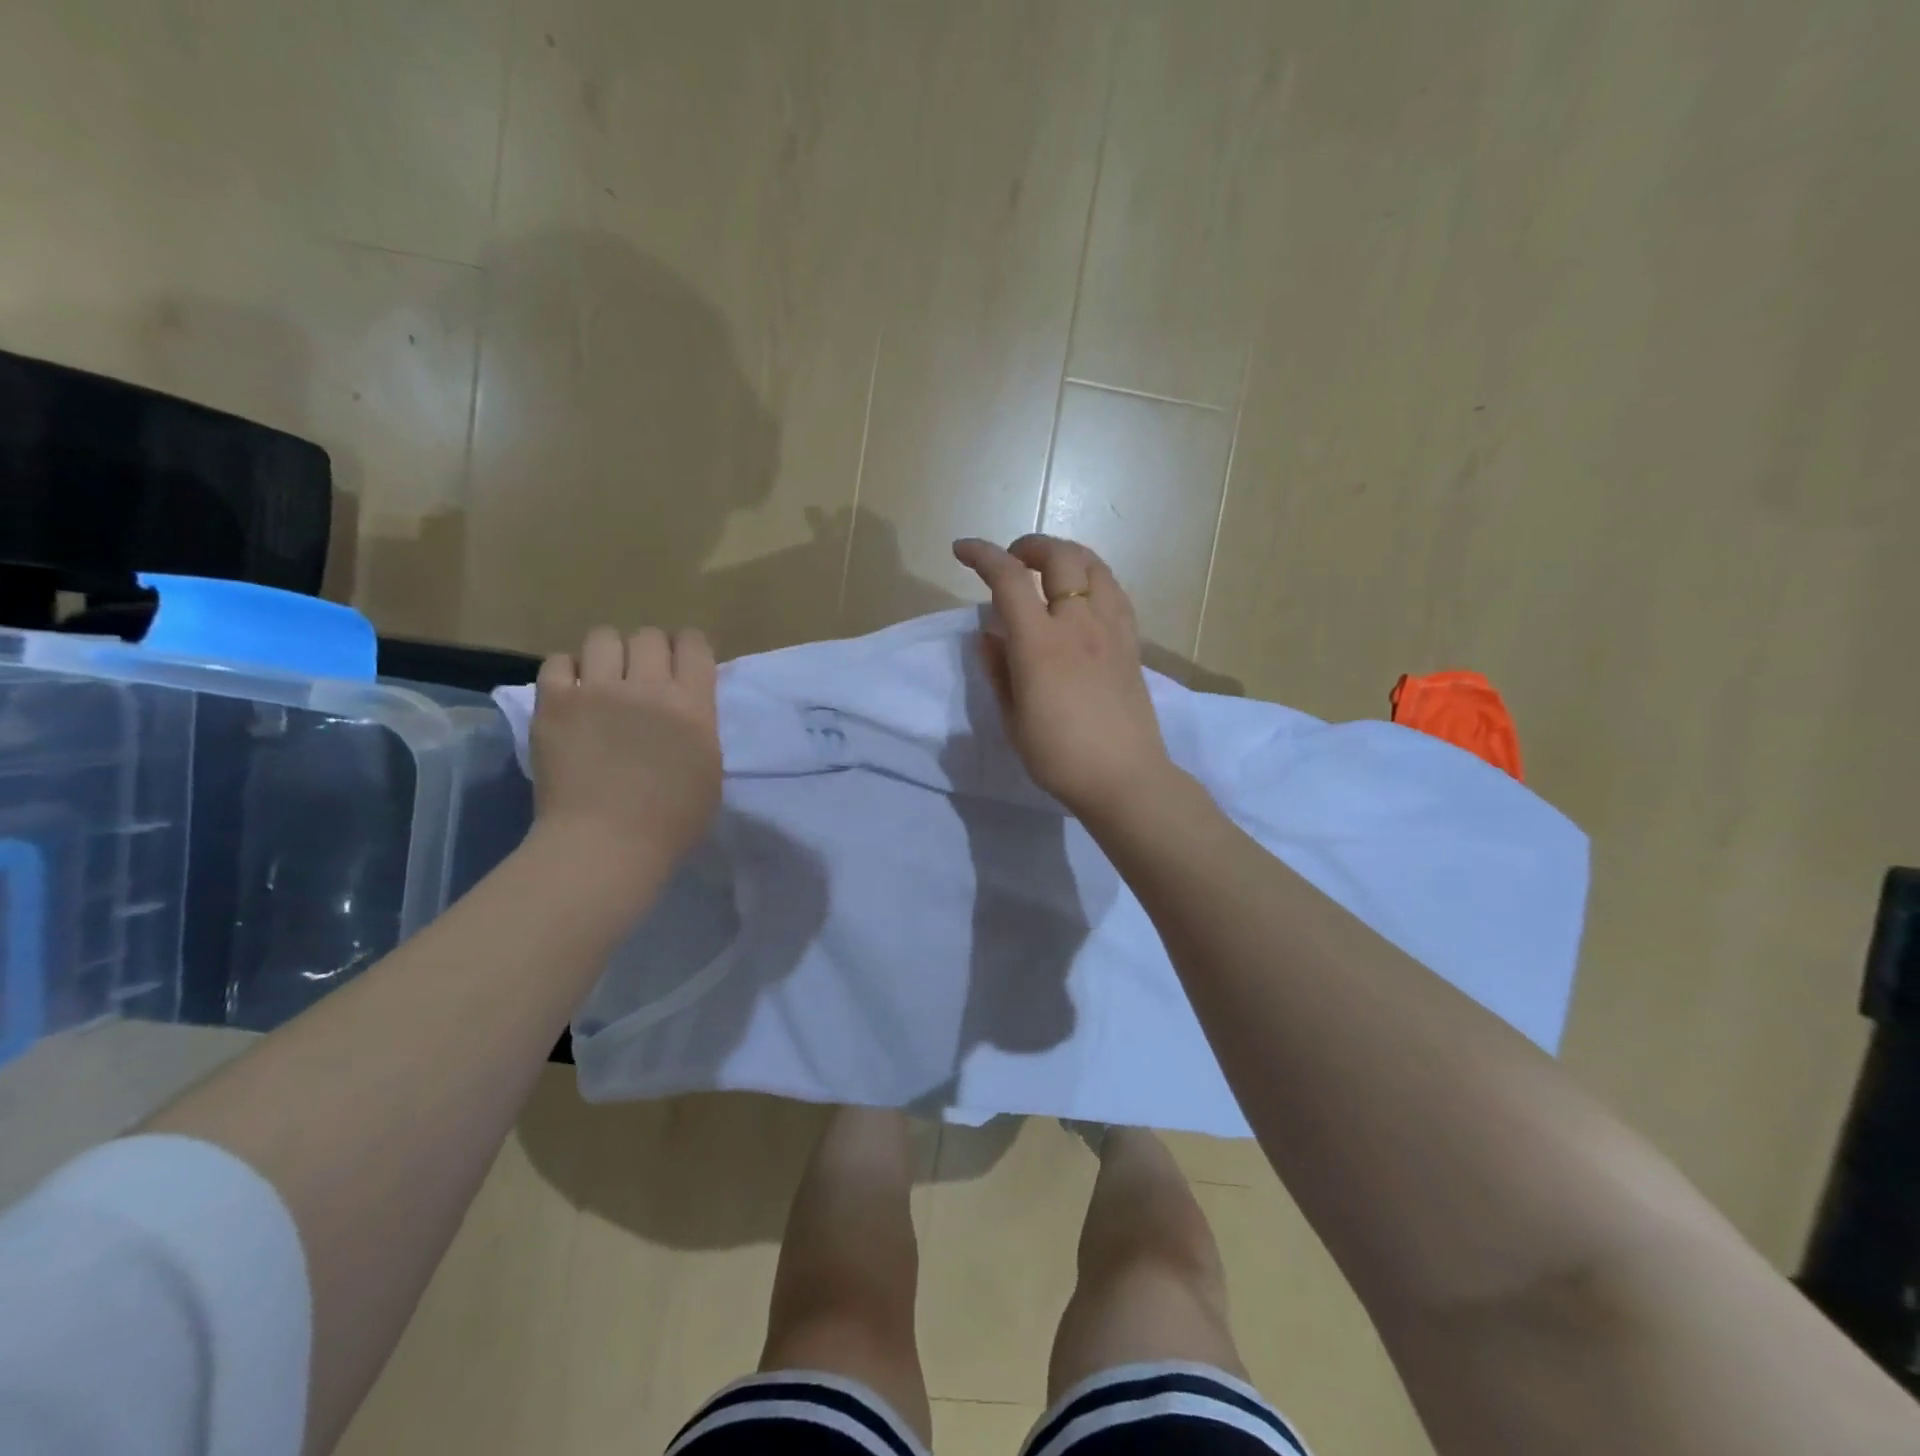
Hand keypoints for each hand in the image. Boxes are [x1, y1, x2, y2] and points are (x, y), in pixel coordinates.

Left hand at [530, 626, 721, 878]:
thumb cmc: (671, 821)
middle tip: (641, 677)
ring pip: (603, 638)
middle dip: (648, 651)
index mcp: (692, 705)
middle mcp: (647, 687)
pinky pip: (558, 662)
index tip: (682, 665)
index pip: (694, 644)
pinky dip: (567, 672)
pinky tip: (572, 694)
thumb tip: (685, 707)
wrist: (605, 844)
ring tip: (602, 680)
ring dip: (608, 655)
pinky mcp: (555, 703)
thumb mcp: (709, 769)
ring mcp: (597, 691)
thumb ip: (699, 727)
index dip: (688, 648)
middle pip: (648, 636)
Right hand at [952, 534, 1176, 818]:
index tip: (962, 550)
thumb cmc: (1059, 757)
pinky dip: (1093, 579)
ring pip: (1095, 567)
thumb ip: (998, 670)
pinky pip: (1115, 593)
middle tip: (1013, 560)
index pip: (1009, 579)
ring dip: (1067, 556)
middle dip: (1031, 546)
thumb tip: (988, 635)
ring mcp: (1112, 630)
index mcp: (1040, 644)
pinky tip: (1084, 597)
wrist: (1124, 778)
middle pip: (1061, 557)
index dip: (983, 556)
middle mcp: (1079, 624)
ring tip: (1050, 569)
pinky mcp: (1132, 644)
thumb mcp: (1013, 719)